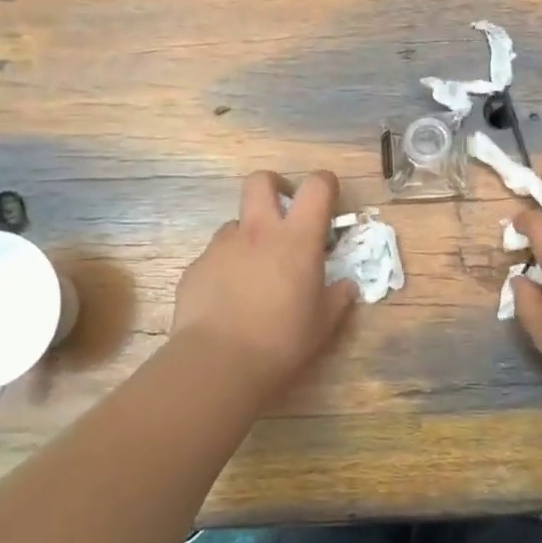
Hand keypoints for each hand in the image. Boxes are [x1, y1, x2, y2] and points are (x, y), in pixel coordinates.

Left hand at [170, 169, 355, 395]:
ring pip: (235, 222)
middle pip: (260, 181)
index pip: (316, 187)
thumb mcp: (323, 323)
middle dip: (274, 186)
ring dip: (248, 236)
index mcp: (296, 238)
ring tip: (254, 271)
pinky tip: (229, 299)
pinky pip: (215, 256)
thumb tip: (346, 286)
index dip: (325, 183)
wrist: (218, 361)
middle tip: (283, 212)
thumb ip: (338, 297)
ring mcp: (222, 246)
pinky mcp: (196, 267)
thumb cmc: (281, 340)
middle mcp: (257, 231)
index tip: (328, 198)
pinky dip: (226, 268)